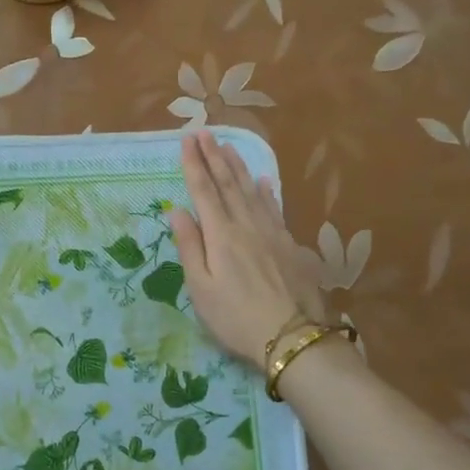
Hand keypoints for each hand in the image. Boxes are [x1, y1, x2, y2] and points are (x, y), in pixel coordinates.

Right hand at [169, 131, 327, 370]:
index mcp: (220, 235)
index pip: (203, 191)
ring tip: (228, 146)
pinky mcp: (290, 244)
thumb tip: (177, 210)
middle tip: (204, 132)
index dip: (194, 164)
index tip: (186, 140)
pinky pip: (275, 207)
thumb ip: (189, 247)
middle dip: (214, 156)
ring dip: (238, 166)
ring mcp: (272, 233)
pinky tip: (263, 181)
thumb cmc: (236, 318)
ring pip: (252, 190)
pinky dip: (266, 190)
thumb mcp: (201, 288)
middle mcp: (246, 225)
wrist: (293, 337)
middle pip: (228, 183)